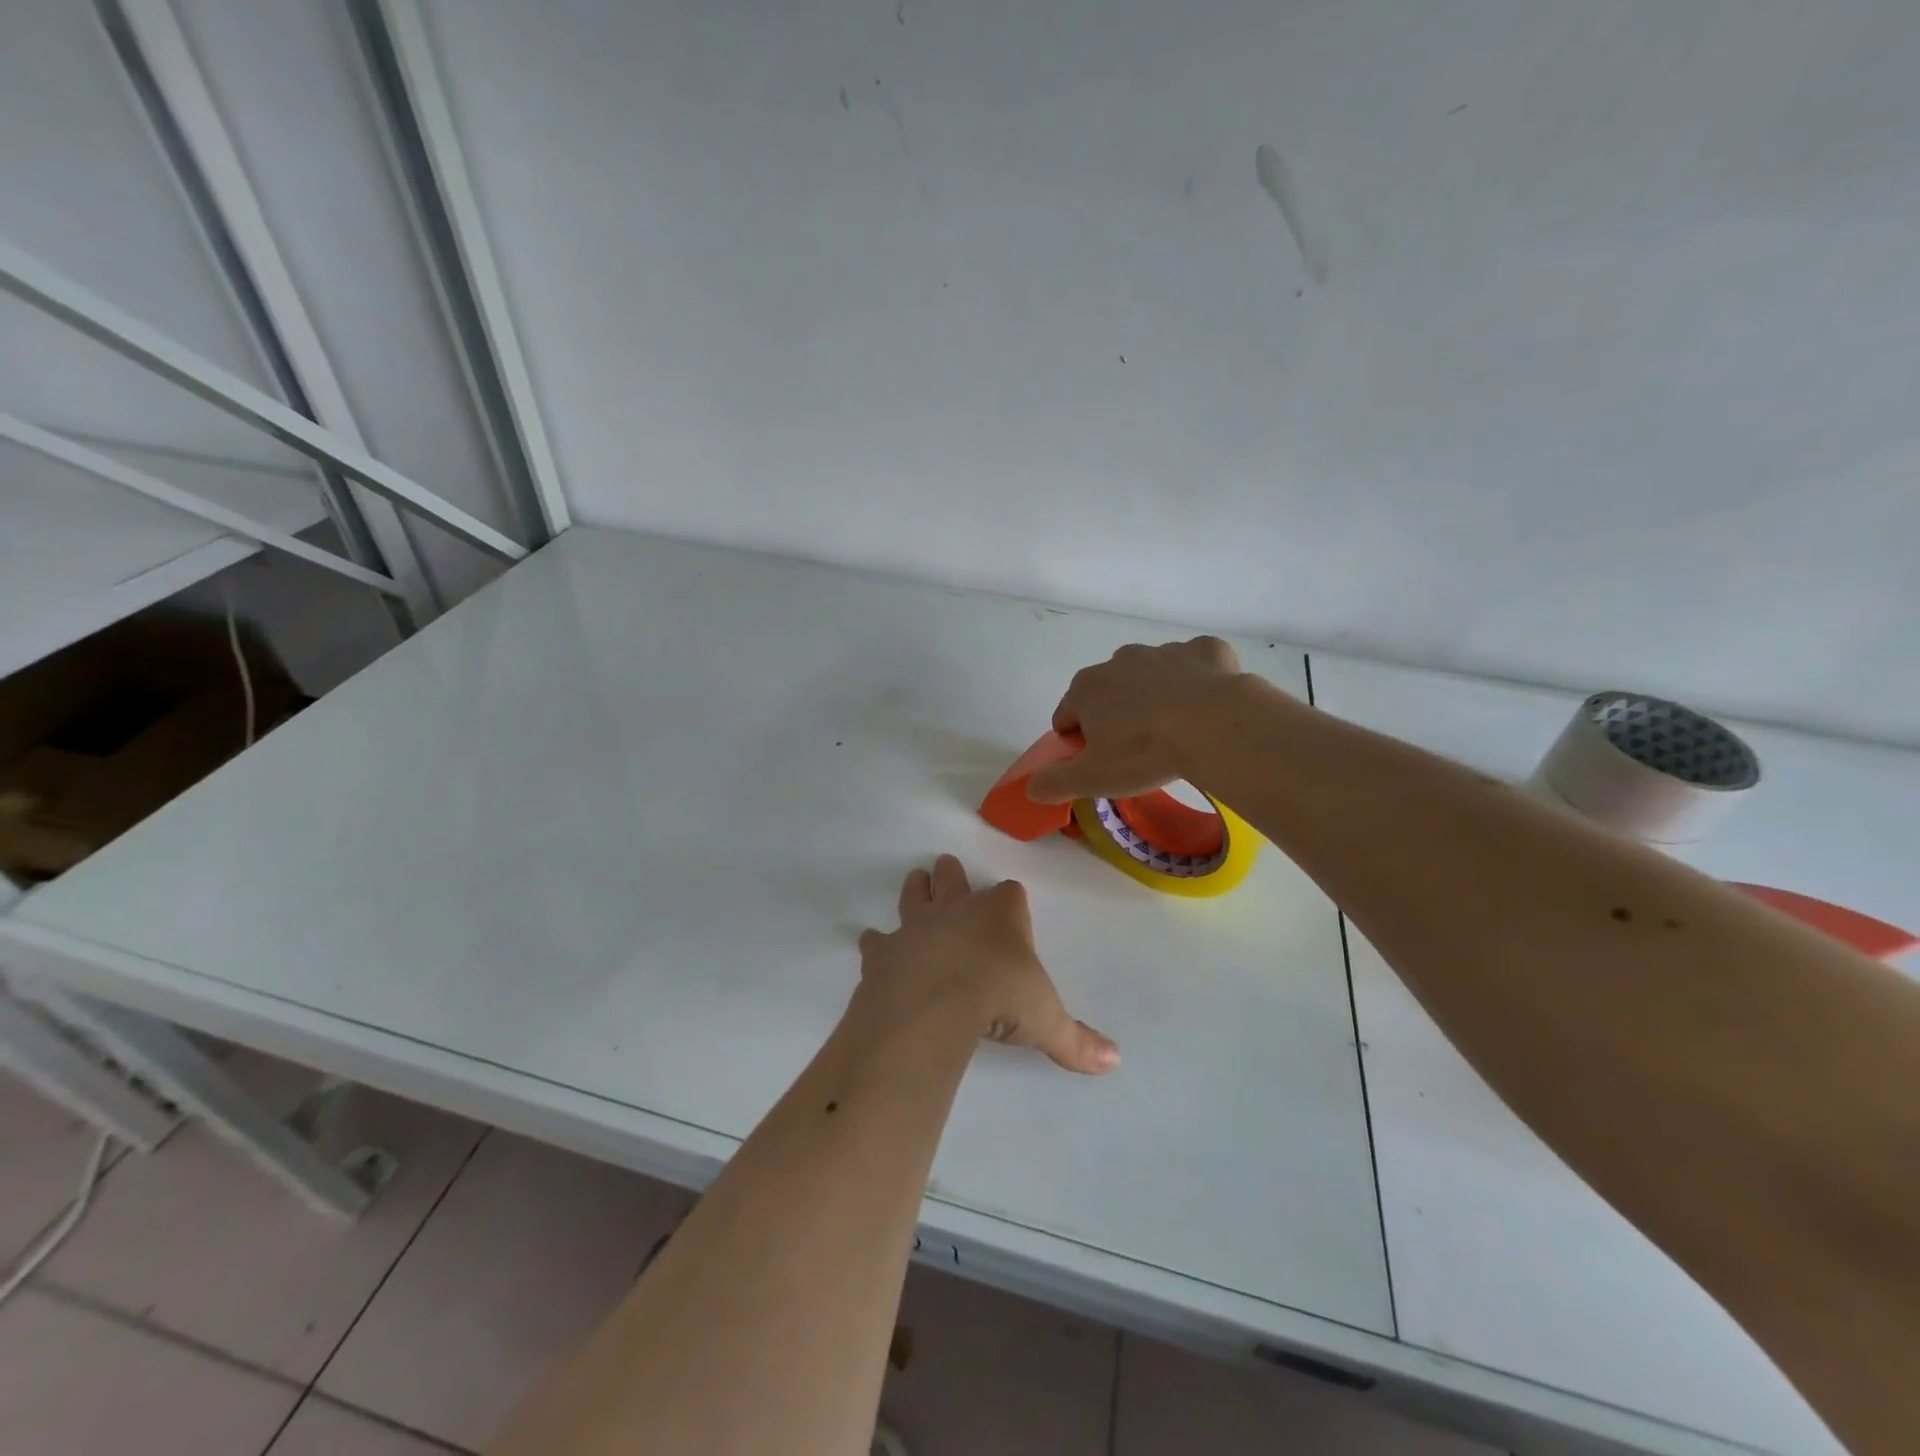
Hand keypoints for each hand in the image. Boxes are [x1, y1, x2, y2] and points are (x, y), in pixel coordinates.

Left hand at [856, 856, 1118, 1074]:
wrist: (934, 1004)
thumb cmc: (999, 999)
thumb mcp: (1047, 1023)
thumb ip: (1078, 1041)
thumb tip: (1115, 1062)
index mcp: (1001, 915)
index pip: (1010, 893)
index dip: (1011, 902)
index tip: (1012, 911)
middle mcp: (957, 909)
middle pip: (953, 877)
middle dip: (952, 875)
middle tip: (947, 868)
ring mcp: (916, 925)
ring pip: (914, 895)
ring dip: (916, 890)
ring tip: (917, 882)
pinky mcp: (884, 949)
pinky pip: (877, 939)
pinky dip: (876, 943)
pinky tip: (873, 944)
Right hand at [1026, 636, 1246, 803]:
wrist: (1216, 725)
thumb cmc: (1145, 752)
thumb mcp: (1092, 778)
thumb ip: (1054, 782)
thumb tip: (1030, 788)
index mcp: (1087, 688)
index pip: (1066, 717)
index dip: (1077, 743)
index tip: (1099, 763)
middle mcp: (1120, 661)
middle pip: (1107, 693)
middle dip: (1115, 716)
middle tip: (1137, 751)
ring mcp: (1164, 652)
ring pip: (1151, 676)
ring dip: (1155, 697)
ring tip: (1175, 731)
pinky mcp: (1206, 651)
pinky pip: (1195, 664)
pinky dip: (1197, 680)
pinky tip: (1206, 706)